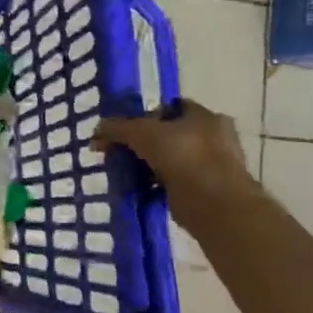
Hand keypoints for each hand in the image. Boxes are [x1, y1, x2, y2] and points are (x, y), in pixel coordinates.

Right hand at [93, 99, 258, 222]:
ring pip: (174, 158)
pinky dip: (161, 184)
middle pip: (171, 133)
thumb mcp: (141, 133)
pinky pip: (178, 180)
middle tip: (125, 152)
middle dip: (147, 143)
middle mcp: (215, 136)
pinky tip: (143, 189)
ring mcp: (216, 164)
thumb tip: (97, 132)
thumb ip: (117, 128)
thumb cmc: (183, 156)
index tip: (128, 130)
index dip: (146, 116)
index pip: (171, 107)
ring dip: (153, 164)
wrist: (213, 204)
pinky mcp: (210, 189)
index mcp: (205, 116)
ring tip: (130, 173)